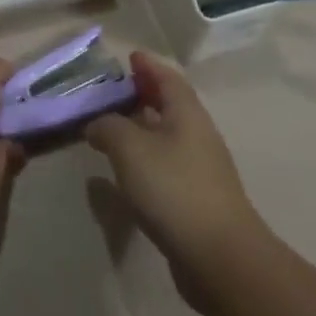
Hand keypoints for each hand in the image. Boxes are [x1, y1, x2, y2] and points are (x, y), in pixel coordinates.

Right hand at [86, 52, 270, 310]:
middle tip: (112, 91)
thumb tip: (95, 123)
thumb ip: (107, 126)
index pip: (166, 77)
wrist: (220, 259)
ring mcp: (200, 169)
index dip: (147, 65)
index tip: (128, 56)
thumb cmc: (174, 189)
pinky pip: (165, 165)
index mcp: (186, 113)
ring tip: (111, 128)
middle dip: (143, 94)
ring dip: (141, 128)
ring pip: (166, 136)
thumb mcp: (129, 147)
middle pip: (169, 105)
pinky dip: (144, 158)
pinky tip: (124, 171)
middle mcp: (197, 135)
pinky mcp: (196, 200)